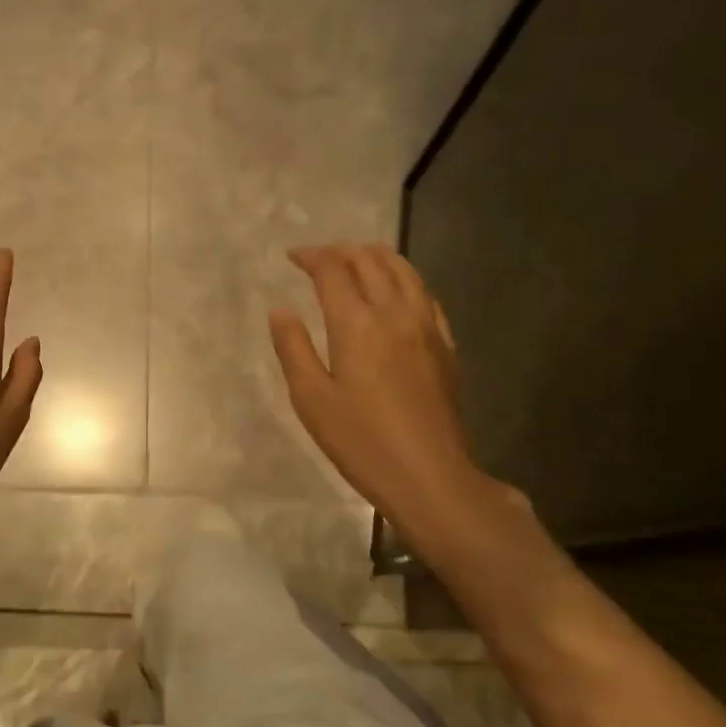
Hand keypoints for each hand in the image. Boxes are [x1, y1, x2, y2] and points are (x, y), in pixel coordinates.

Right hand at [270, 244, 515, 549]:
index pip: (333, 271)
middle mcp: (394, 314)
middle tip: (319, 256)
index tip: (292, 256)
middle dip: (342, 251)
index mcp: (357, 324)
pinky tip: (398, 290)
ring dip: (377, 256)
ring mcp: (426, 327)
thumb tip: (280, 309)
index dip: (311, 256)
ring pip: (404, 271)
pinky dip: (405, 279)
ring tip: (357, 258)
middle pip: (371, 262)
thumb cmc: (360, 441)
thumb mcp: (311, 399)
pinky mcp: (445, 345)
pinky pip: (426, 295)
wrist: (429, 475)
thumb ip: (293, 348)